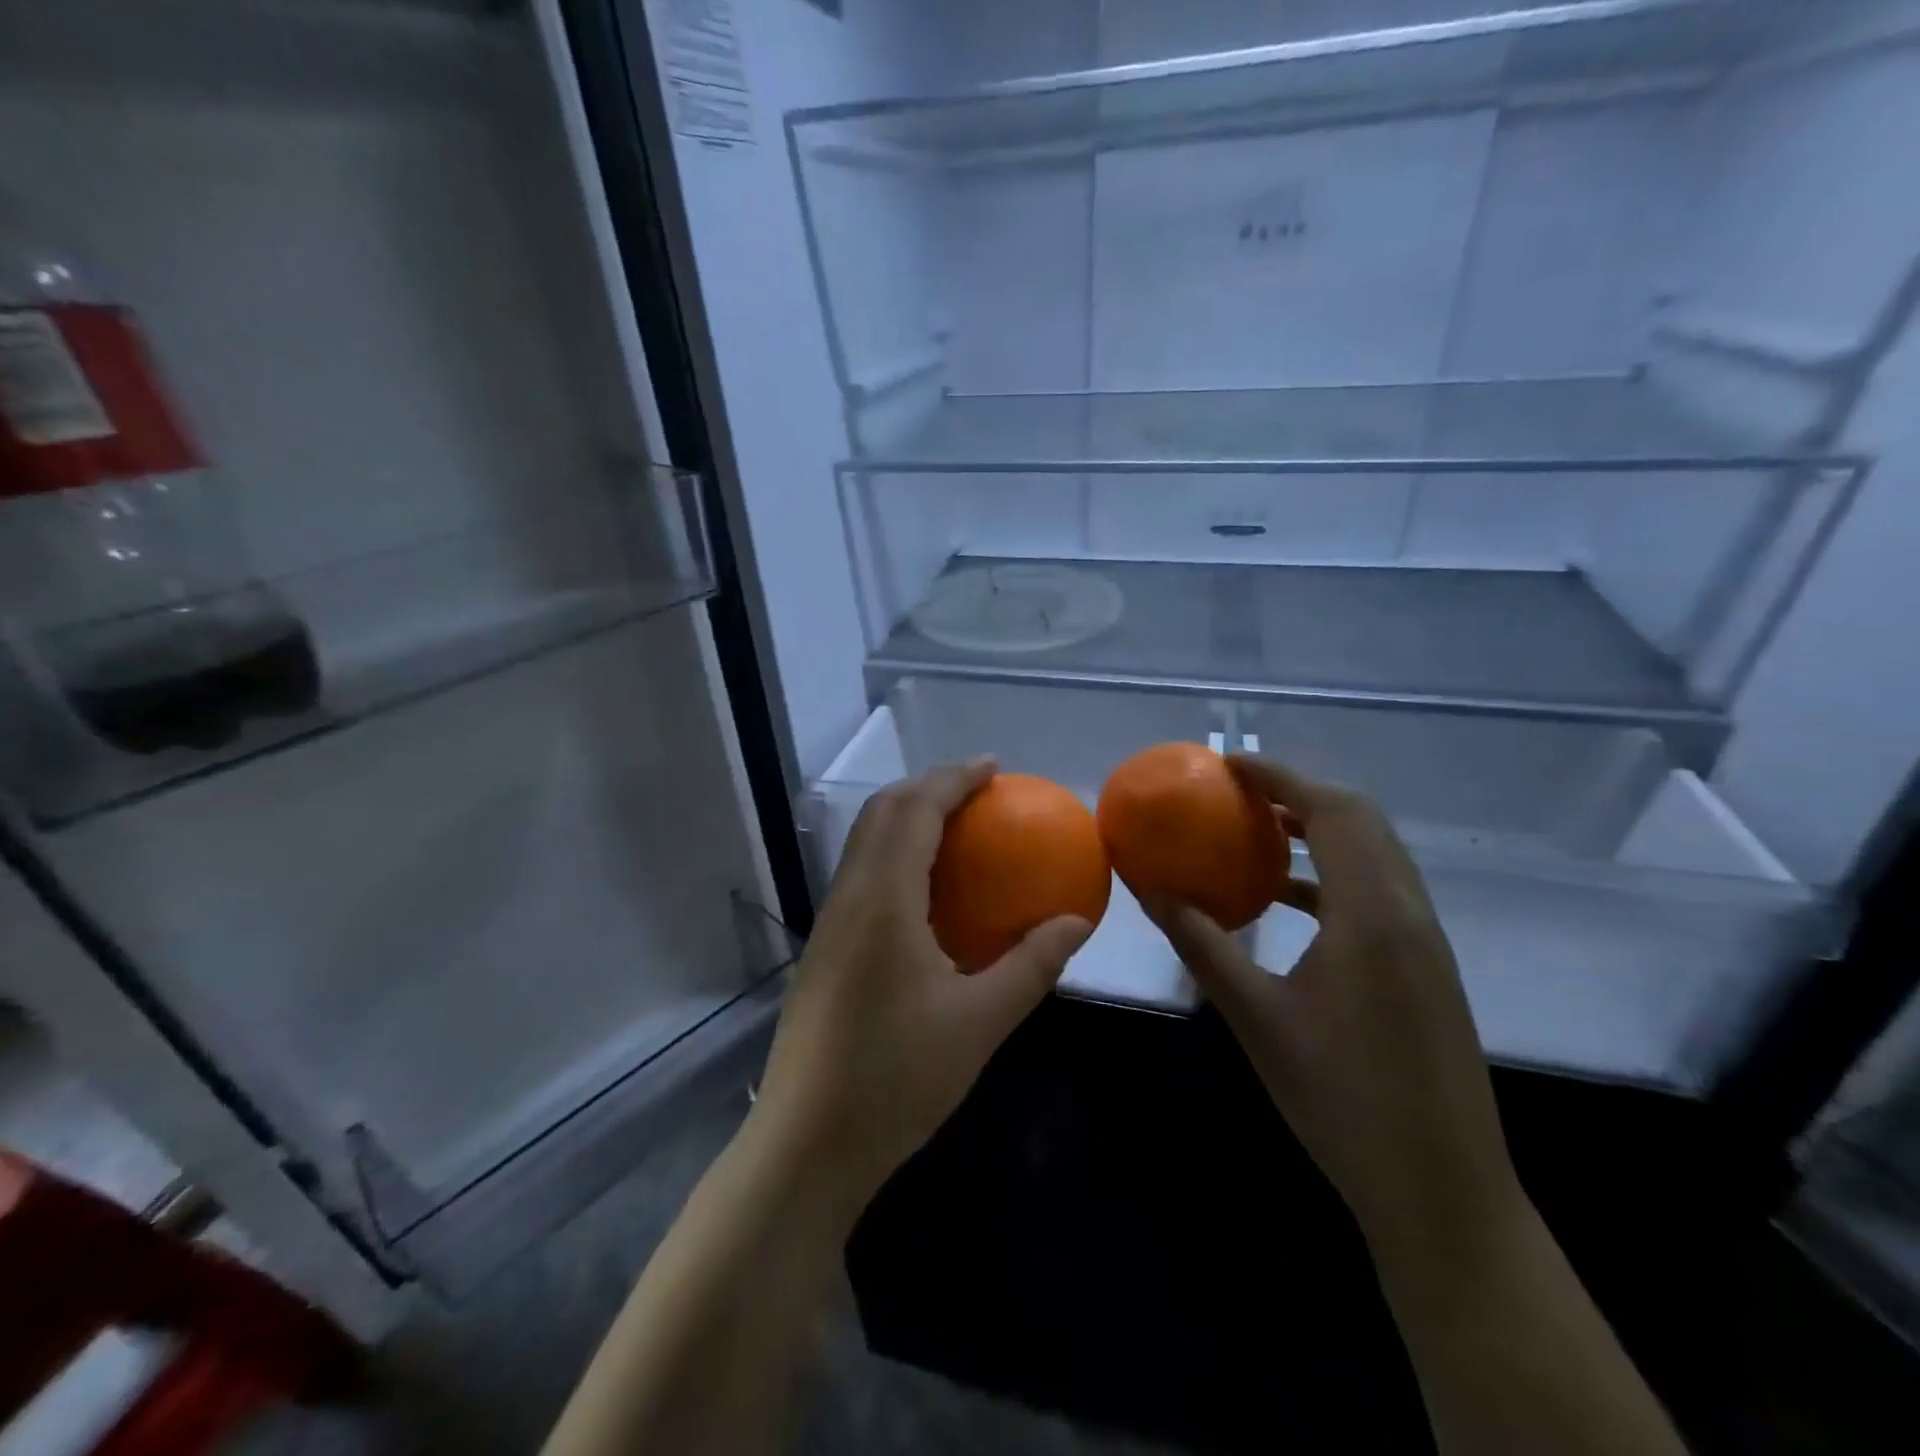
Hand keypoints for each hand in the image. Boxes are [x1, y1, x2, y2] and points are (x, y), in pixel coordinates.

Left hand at [752, 759, 1092, 1214]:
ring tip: (955, 826)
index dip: (953, 779)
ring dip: (906, 817)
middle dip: (928, 786)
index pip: (915, 811)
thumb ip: (1032, 964)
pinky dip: (894, 853)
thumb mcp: (980, 1021)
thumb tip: (1076, 921)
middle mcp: (848, 897)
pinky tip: (926, 890)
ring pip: (864, 841)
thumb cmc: (896, 1079)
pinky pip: (860, 874)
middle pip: (881, 812)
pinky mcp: (823, 949)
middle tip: (978, 790)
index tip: (992, 767)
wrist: (804, 1144)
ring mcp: (828, 923)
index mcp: (883, 900)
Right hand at [1146, 756, 1523, 1259]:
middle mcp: (1409, 913)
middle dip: (1300, 794)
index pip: (1334, 812)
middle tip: (1240, 792)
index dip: (1281, 778)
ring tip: (1258, 833)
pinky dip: (1334, 875)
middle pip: (1362, 821)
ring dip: (1321, 831)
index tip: (1230, 765)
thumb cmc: (1341, 1100)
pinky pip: (1378, 891)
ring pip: (1376, 854)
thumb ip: (1202, 944)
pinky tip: (1288, 902)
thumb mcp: (1256, 1017)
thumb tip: (1150, 891)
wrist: (1442, 1192)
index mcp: (1373, 916)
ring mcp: (1425, 941)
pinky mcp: (1426, 967)